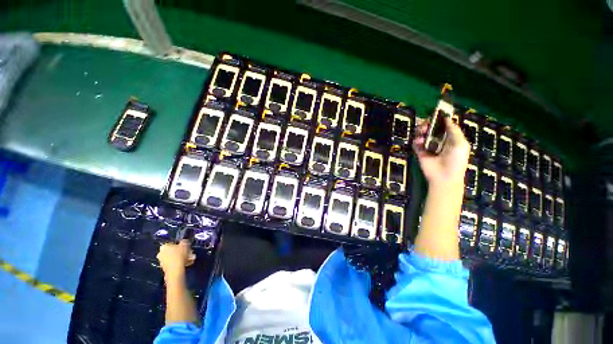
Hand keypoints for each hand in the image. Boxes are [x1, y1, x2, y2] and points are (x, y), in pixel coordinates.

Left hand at [157, 240, 195, 280]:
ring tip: (189, 259)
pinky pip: (172, 263)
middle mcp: (160, 253)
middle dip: (180, 252)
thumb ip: (184, 242)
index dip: (180, 245)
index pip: (173, 243)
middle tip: (188, 253)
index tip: (186, 247)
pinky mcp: (164, 268)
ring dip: (180, 257)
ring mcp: (161, 261)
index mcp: (164, 246)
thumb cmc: (180, 256)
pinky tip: (185, 263)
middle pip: (172, 250)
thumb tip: (184, 242)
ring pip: (173, 257)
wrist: (175, 270)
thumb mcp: (185, 245)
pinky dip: (178, 263)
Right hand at [412, 117, 469, 187]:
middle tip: (426, 124)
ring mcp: (428, 146)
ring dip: (421, 130)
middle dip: (428, 124)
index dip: (440, 120)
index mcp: (450, 138)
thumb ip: (454, 130)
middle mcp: (439, 140)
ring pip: (422, 134)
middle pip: (431, 128)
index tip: (436, 115)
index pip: (444, 125)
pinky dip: (416, 140)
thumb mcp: (460, 143)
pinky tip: (419, 141)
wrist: (444, 176)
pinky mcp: (420, 152)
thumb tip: (447, 118)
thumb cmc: (456, 160)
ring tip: (422, 131)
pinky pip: (416, 143)